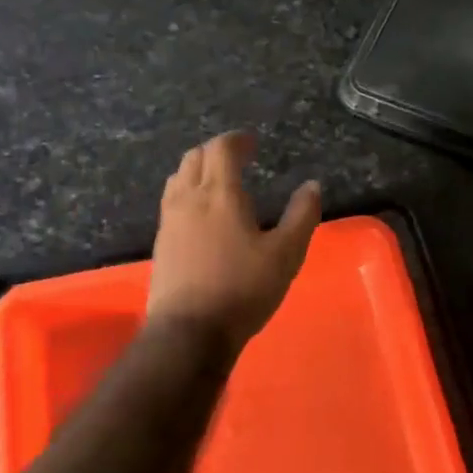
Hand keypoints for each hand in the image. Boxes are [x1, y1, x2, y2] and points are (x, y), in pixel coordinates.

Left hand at [146, 132, 321, 351]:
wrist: (189, 332)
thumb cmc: (243, 289)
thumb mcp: (286, 254)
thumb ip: (302, 216)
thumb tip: (312, 186)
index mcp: (220, 194)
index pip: (221, 149)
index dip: (237, 141)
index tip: (252, 143)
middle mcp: (188, 199)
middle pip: (194, 157)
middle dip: (215, 152)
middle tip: (237, 160)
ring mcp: (169, 221)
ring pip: (178, 178)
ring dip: (197, 170)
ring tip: (217, 183)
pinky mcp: (160, 243)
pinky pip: (171, 202)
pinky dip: (186, 193)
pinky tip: (201, 215)